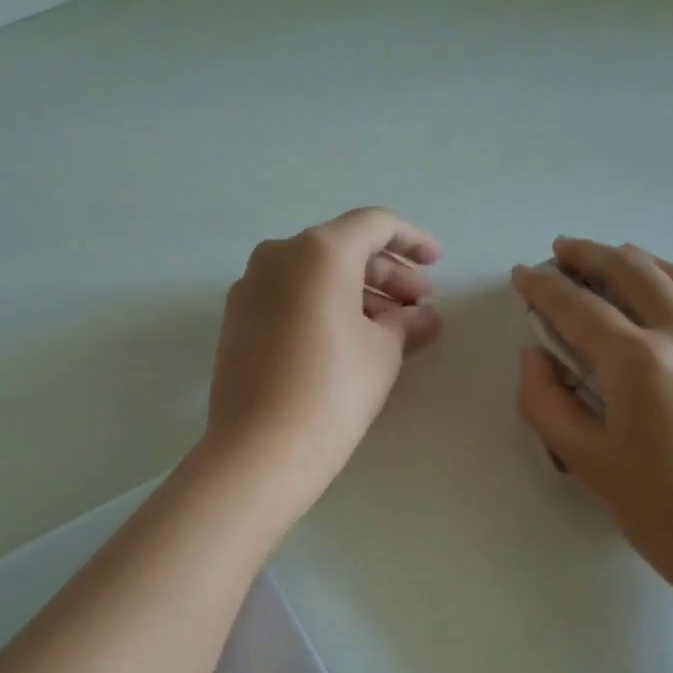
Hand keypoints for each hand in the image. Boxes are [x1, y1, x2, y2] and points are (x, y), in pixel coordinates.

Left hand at [202, 207, 441, 515]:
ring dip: (355, 291)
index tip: (436, 264)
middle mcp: (278, 255)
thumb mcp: (383, 352)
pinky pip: (289, 296)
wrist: (260, 447)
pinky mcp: (236, 318)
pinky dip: (322, 305)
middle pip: (342, 248)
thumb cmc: (334, 389)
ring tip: (389, 326)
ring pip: (313, 274)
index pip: (374, 225)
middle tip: (418, 305)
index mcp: (319, 250)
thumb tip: (422, 317)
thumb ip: (406, 322)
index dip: (412, 240)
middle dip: (386, 273)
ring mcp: (250, 286)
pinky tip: (347, 337)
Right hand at [513, 238, 672, 596]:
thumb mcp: (587, 463)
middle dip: (592, 255)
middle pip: (635, 274)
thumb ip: (547, 402)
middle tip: (564, 249)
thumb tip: (537, 357)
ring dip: (645, 263)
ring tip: (620, 257)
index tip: (523, 274)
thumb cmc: (666, 514)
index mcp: (640, 362)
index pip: (578, 307)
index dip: (543, 287)